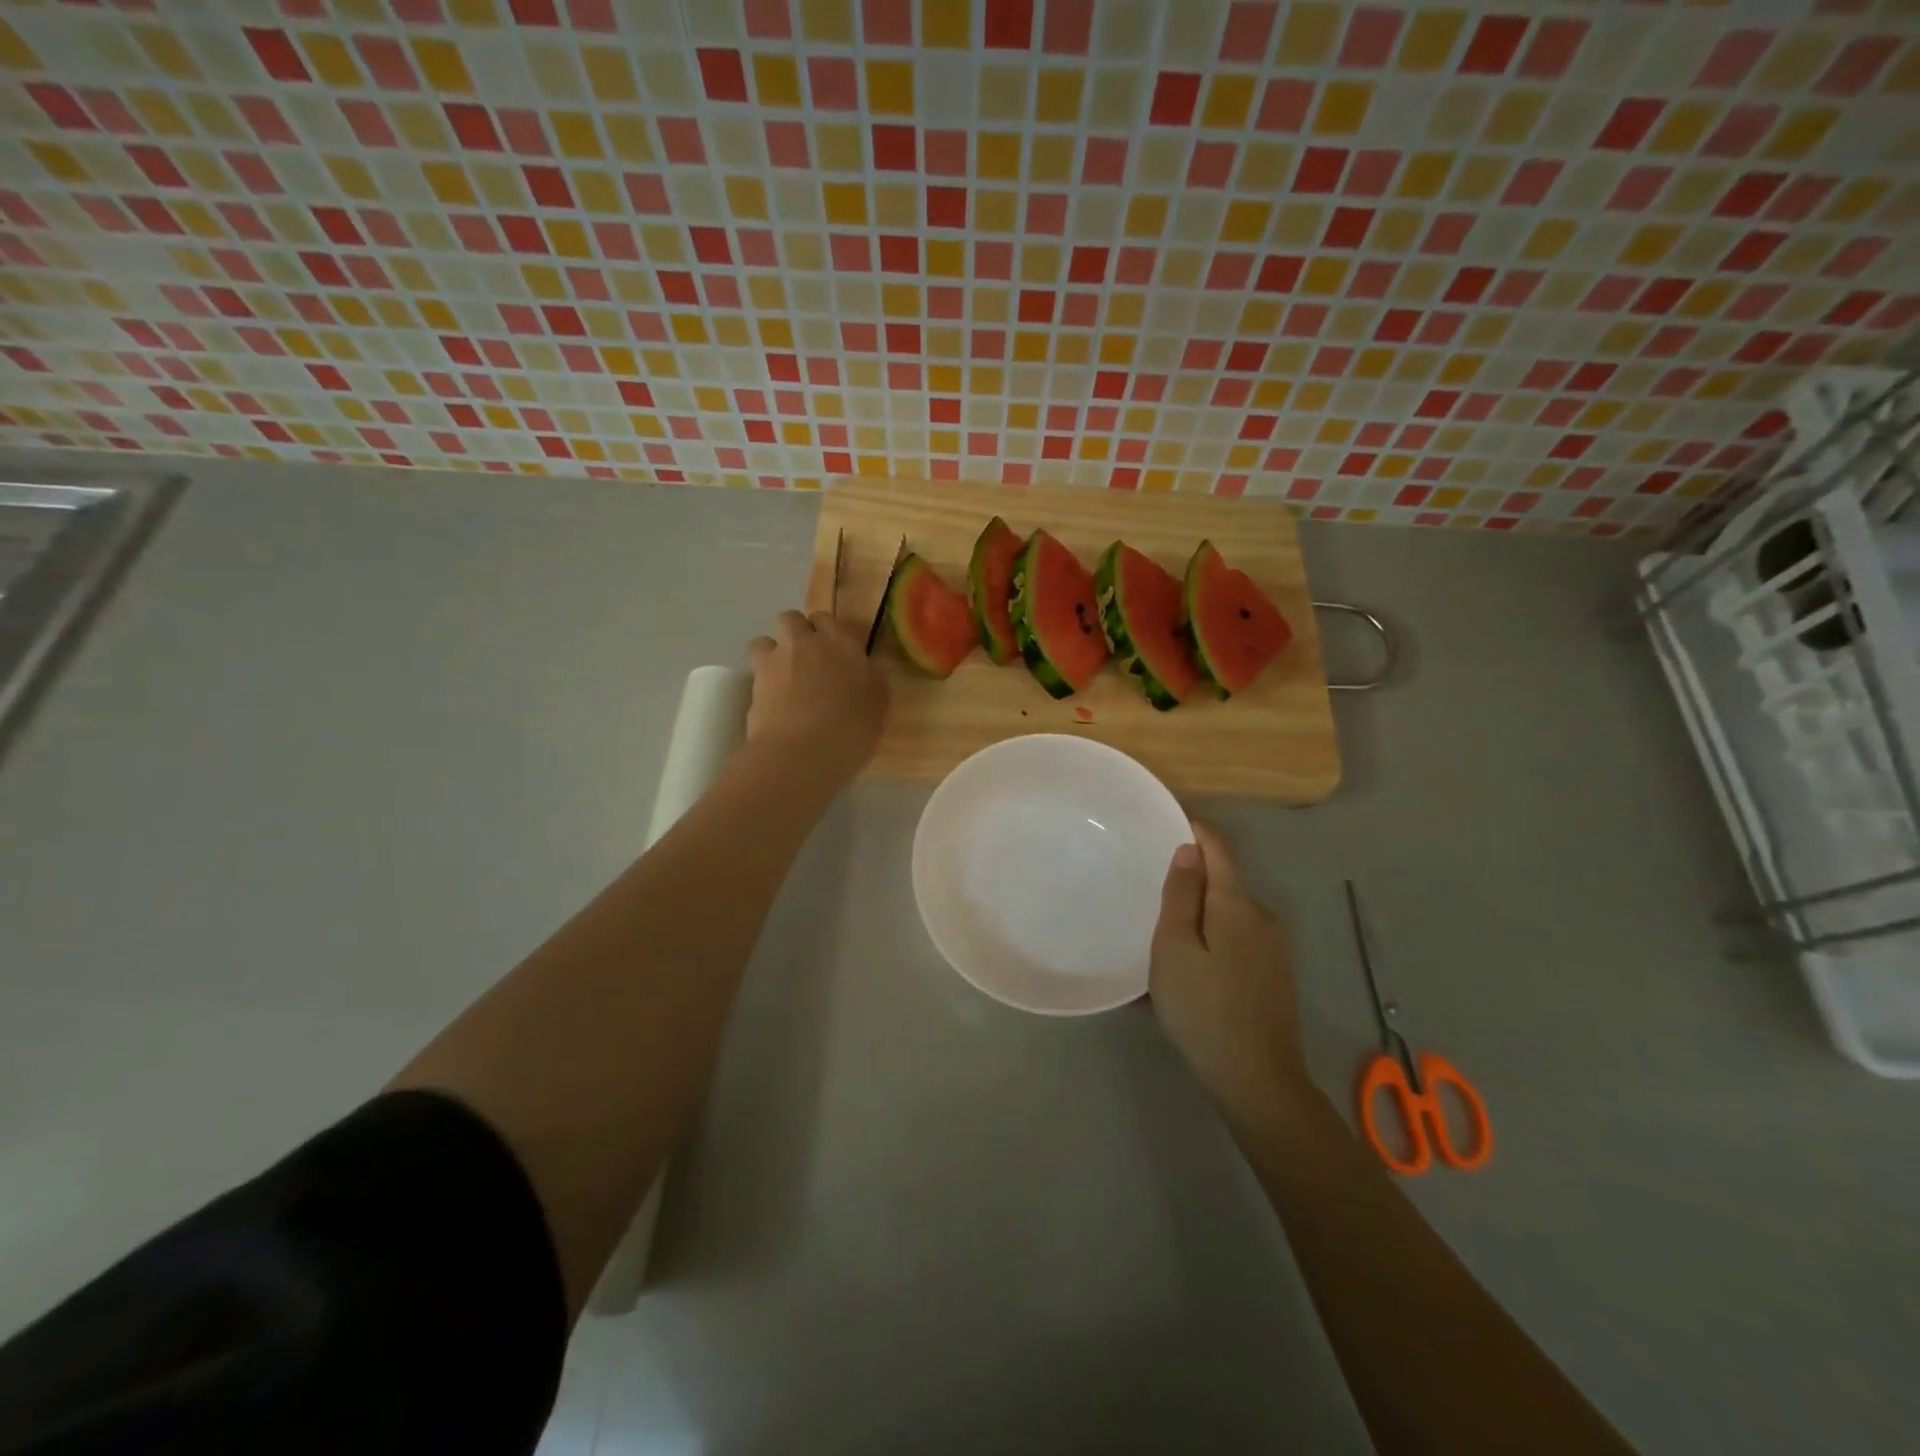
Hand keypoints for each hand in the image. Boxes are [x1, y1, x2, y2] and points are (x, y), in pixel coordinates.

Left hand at [747, 610, 886, 784]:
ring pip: (767, 639)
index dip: (830, 633)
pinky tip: (772, 698)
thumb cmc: (852, 731)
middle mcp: (807, 643)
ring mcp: (776, 660)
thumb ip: (874, 681)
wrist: (802, 752)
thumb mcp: (878, 708)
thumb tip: (871, 667)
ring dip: (773, 651)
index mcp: (843, 644)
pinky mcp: (754, 682)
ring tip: (782, 676)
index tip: (836, 652)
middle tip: (808, 660)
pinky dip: (761, 677)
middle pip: (794, 619)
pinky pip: (755, 668)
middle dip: (797, 633)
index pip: (831, 620)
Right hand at [1150, 823, 1307, 1117]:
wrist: (1257, 1080)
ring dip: (1197, 922)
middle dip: (1189, 886)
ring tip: (1160, 951)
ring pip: (1226, 918)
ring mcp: (1274, 948)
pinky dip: (1209, 948)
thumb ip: (1181, 895)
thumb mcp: (1174, 948)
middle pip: (1222, 884)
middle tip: (1150, 903)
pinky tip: (1186, 980)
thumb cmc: (1203, 1008)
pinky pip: (1235, 944)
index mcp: (1237, 904)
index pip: (1219, 848)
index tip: (1167, 823)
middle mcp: (1263, 917)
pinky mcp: (1274, 975)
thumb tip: (1189, 850)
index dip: (1196, 830)